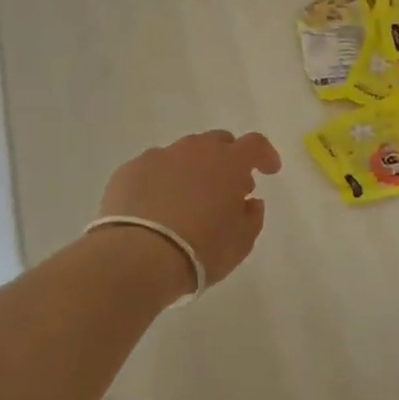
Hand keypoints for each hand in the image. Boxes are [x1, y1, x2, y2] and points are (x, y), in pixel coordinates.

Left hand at [99, 130, 281, 287]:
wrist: (137, 257)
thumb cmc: (200, 249)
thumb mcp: (241, 242)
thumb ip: (252, 216)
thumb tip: (250, 202)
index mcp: (229, 162)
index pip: (255, 145)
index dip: (265, 155)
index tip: (269, 171)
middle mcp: (195, 150)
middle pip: (218, 142)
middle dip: (227, 159)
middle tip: (227, 187)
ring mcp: (159, 156)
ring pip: (183, 153)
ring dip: (192, 169)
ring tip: (188, 199)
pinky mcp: (129, 170)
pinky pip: (153, 168)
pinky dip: (161, 181)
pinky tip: (156, 207)